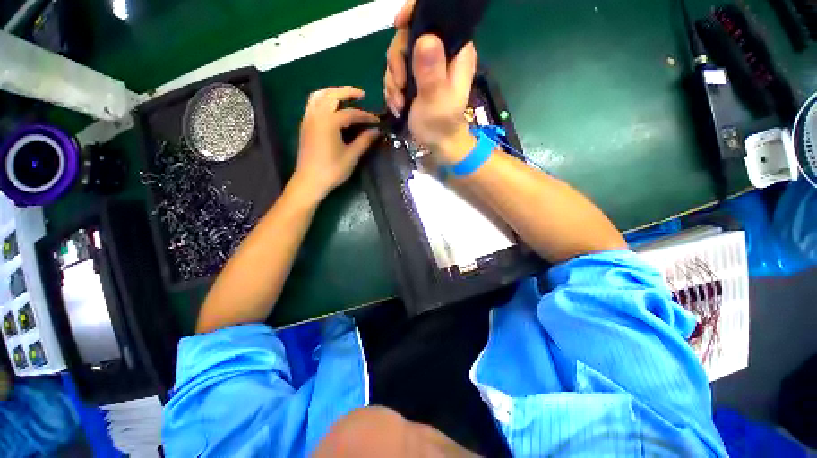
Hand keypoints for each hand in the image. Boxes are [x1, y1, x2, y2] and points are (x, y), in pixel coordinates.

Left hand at [293, 86, 379, 201]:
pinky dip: (324, 100)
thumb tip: (376, 131)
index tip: (377, 121)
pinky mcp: (305, 125)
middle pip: (331, 95)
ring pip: (318, 96)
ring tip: (346, 98)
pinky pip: (313, 104)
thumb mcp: (351, 156)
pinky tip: (332, 109)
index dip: (366, 116)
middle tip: (362, 95)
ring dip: (333, 92)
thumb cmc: (332, 170)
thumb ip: (364, 141)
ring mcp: (308, 119)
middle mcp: (317, 115)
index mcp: (329, 122)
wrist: (309, 181)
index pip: (351, 113)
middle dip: (348, 92)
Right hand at [384, 0, 477, 162]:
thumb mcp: (436, 101)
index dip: (415, 13)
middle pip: (409, 36)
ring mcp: (426, 66)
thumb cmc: (442, 126)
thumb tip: (425, 39)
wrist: (438, 145)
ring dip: (393, 81)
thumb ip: (431, 73)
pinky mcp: (415, 78)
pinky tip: (397, 105)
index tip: (398, 25)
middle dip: (397, 63)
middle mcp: (441, 53)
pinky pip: (395, 73)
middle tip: (399, 86)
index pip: (437, 16)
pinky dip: (392, 89)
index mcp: (456, 52)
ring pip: (398, 56)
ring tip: (399, 103)